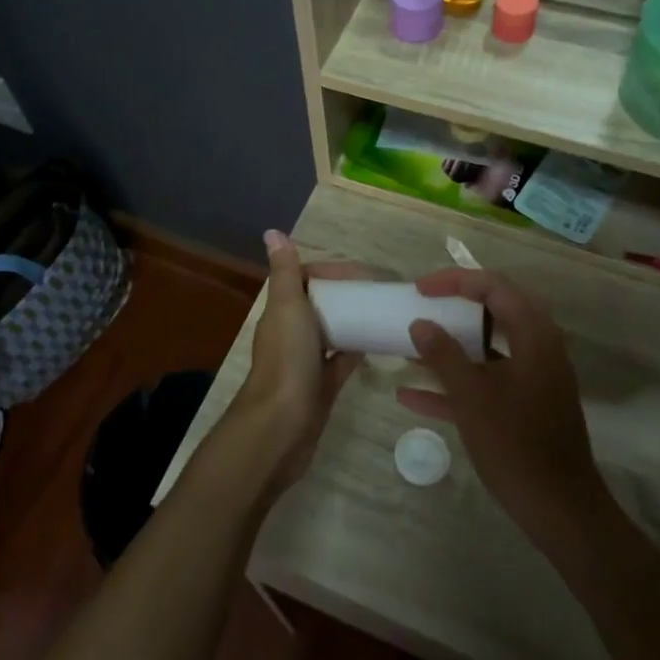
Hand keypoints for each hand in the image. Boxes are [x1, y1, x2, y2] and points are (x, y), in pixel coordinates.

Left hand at [223, 230, 370, 487]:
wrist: (281, 427)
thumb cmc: (287, 360)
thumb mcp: (287, 307)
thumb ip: (285, 272)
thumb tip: (273, 232)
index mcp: (282, 312)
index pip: (307, 280)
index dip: (332, 273)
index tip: (364, 273)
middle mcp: (292, 333)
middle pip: (322, 305)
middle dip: (348, 296)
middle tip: (383, 291)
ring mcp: (307, 362)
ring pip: (333, 333)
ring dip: (354, 322)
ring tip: (387, 312)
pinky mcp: (322, 387)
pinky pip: (343, 362)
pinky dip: (358, 350)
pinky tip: (382, 343)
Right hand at [397, 269, 611, 551]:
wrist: (560, 510)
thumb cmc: (516, 444)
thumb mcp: (472, 396)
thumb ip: (443, 355)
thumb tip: (420, 324)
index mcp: (533, 334)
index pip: (493, 287)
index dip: (454, 281)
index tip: (419, 289)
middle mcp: (538, 347)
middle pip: (492, 312)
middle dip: (452, 309)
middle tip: (420, 307)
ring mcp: (532, 378)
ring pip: (487, 348)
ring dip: (450, 346)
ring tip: (410, 345)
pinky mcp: (524, 406)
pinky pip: (487, 381)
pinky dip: (455, 383)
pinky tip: (411, 395)